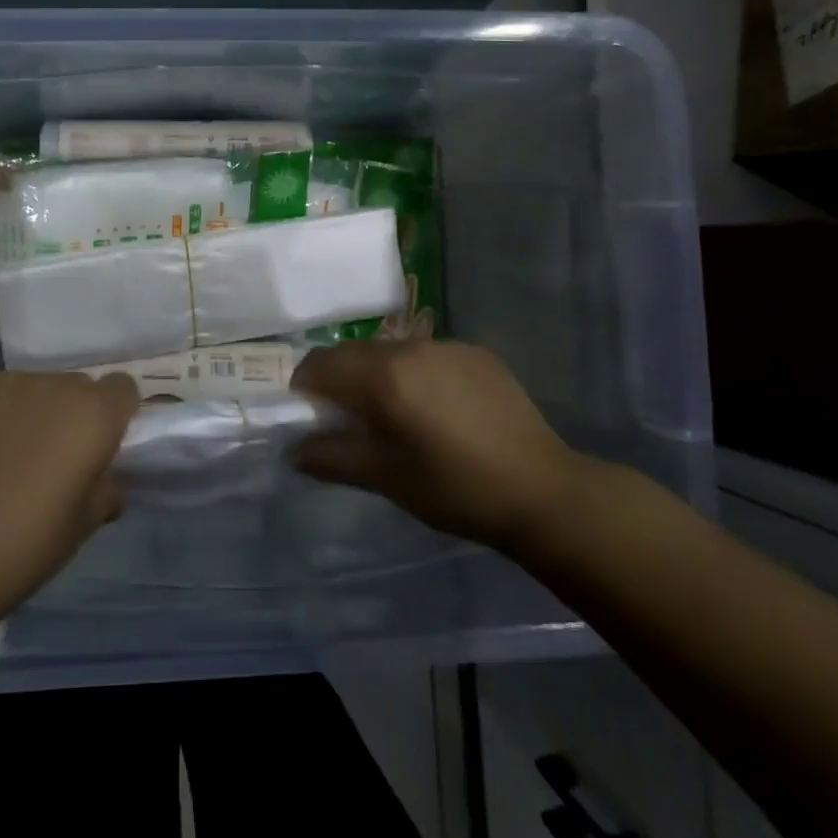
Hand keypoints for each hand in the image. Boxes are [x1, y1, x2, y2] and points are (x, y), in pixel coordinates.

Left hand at [0, 371, 138, 614]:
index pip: (122, 388)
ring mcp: (4, 383)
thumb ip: (104, 492)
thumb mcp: (81, 529)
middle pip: (75, 387)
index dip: (114, 414)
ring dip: (28, 413)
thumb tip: (105, 481)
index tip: (99, 446)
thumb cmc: (22, 547)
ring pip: (31, 389)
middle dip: (70, 415)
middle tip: (50, 459)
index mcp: (93, 415)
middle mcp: (53, 386)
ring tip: (2, 458)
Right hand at [290, 340, 585, 552]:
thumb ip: (332, 458)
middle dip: (340, 379)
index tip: (312, 415)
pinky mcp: (475, 352)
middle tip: (350, 419)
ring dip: (377, 374)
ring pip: (389, 350)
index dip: (305, 387)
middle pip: (352, 352)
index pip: (320, 364)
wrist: (544, 492)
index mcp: (384, 377)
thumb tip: (293, 449)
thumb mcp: (387, 479)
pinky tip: (437, 409)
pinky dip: (414, 372)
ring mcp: (446, 345)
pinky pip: (426, 353)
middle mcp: (410, 348)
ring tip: (396, 414)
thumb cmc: (457, 491)